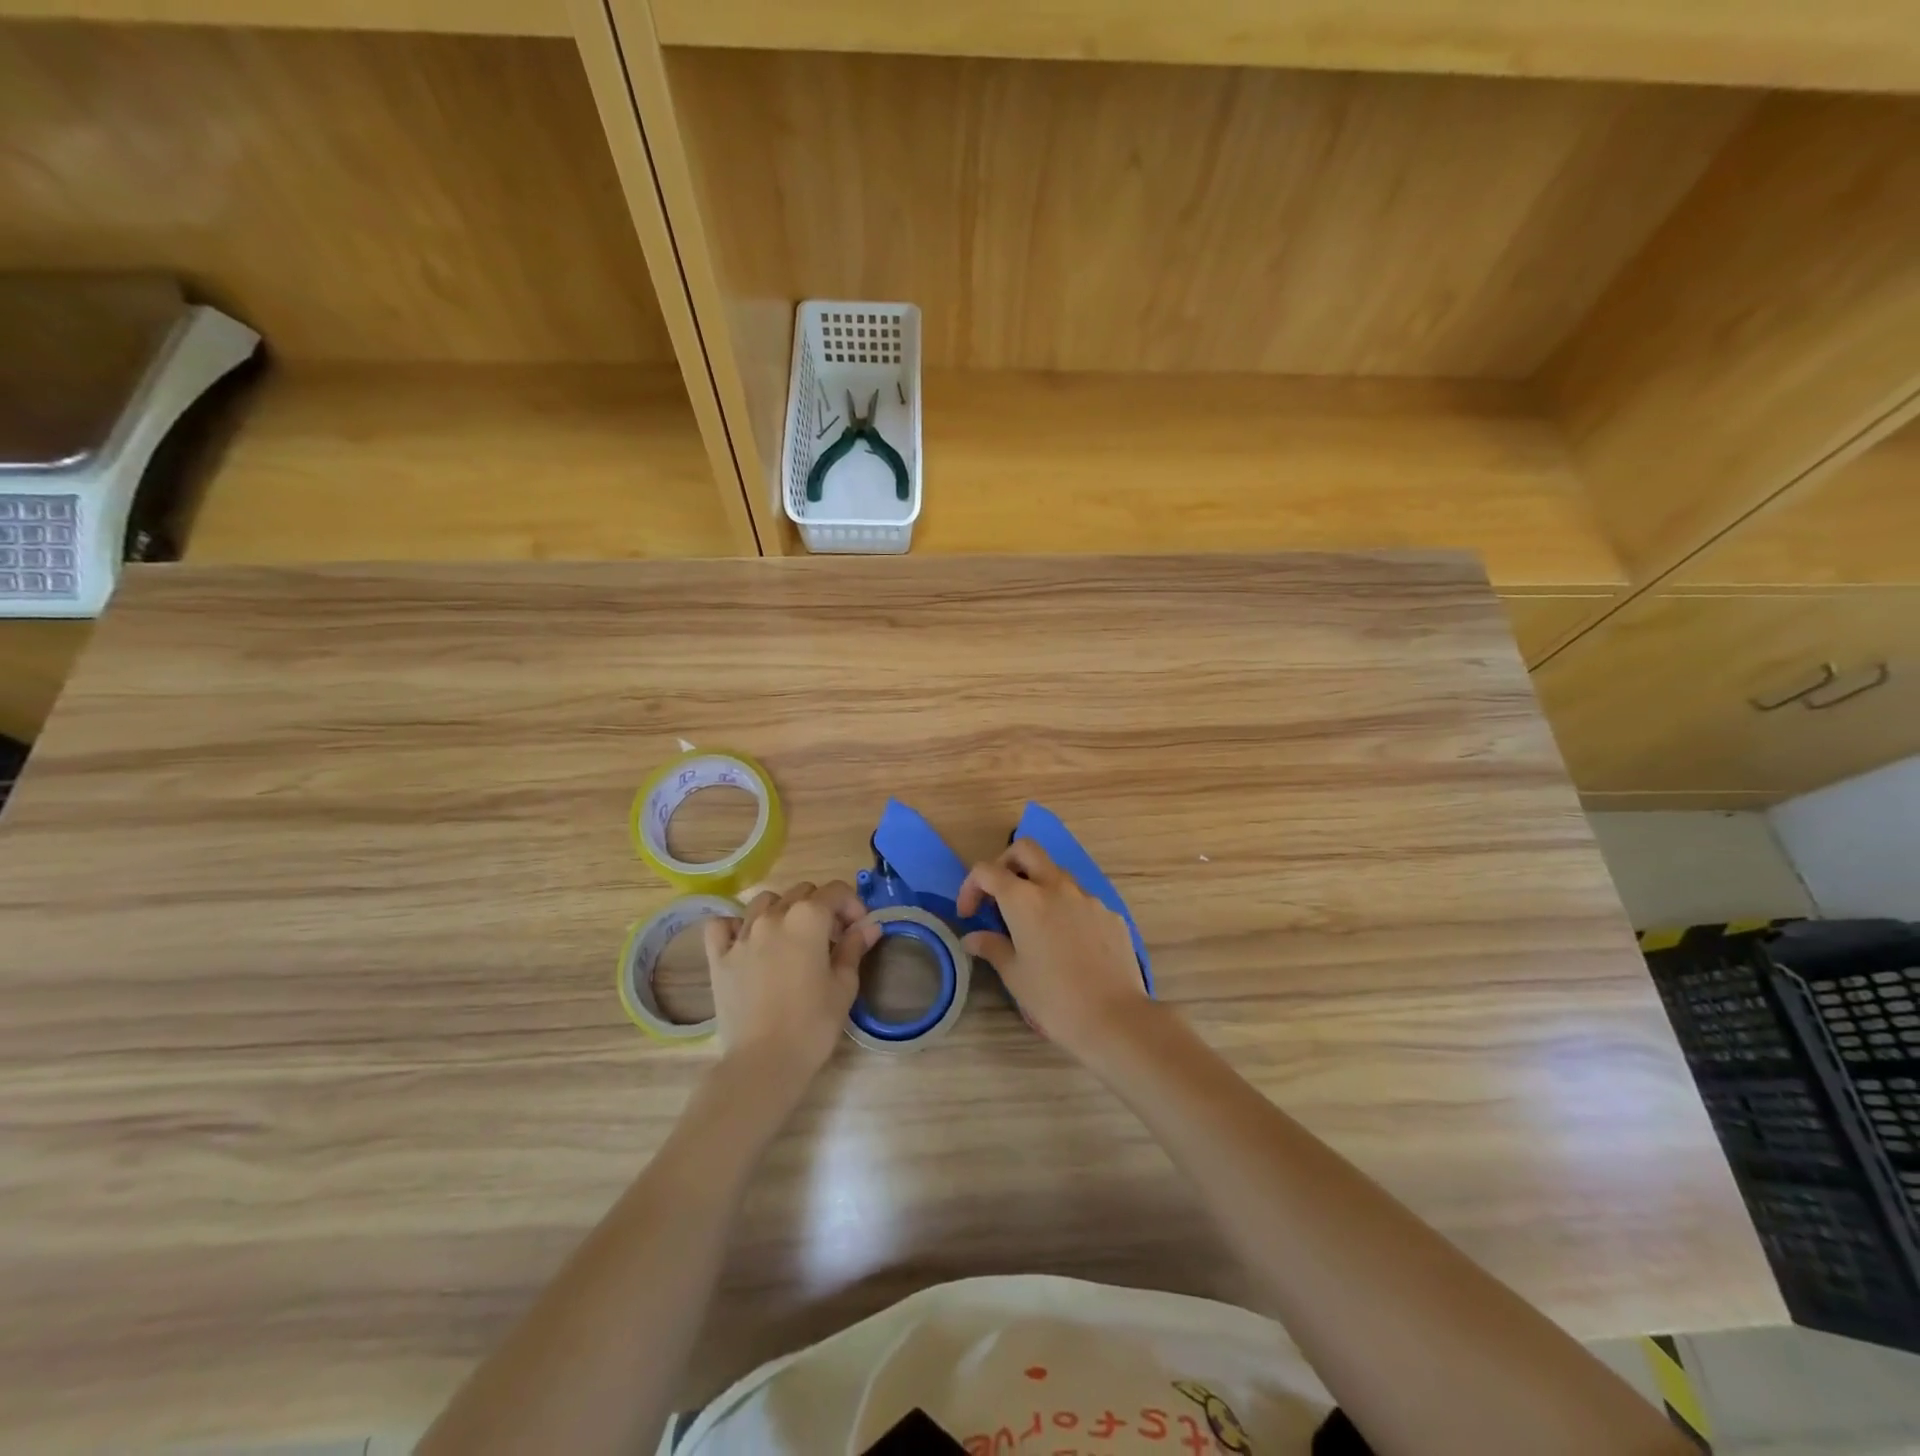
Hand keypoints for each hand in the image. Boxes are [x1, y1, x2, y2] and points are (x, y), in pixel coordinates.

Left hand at [704, 881, 876, 1082]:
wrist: (764, 1062)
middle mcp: (773, 916)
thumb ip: (854, 948)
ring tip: (792, 937)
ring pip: (764, 901)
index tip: (859, 930)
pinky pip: (722, 925)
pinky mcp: (719, 957)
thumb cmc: (813, 1024)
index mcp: (808, 918)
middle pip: (801, 892)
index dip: (853, 905)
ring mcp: (742, 935)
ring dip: (783, 910)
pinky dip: (735, 925)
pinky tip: (747, 941)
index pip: (835, 891)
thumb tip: (869, 926)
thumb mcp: (844, 986)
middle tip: (832, 938)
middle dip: (822, 906)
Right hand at [957, 842, 1149, 1059]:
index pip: (986, 871)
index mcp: (1024, 899)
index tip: (969, 914)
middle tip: (999, 895)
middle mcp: (1055, 886)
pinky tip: (1068, 944)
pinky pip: (1081, 900)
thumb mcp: (1014, 975)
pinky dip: (1066, 910)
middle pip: (1025, 850)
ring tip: (1034, 925)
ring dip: (1038, 886)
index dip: (971, 887)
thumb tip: (973, 938)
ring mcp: (1087, 897)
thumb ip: (992, 948)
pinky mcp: (1109, 914)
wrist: (1115, 1018)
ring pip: (1056, 873)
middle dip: (1006, 863)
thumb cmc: (1054, 998)